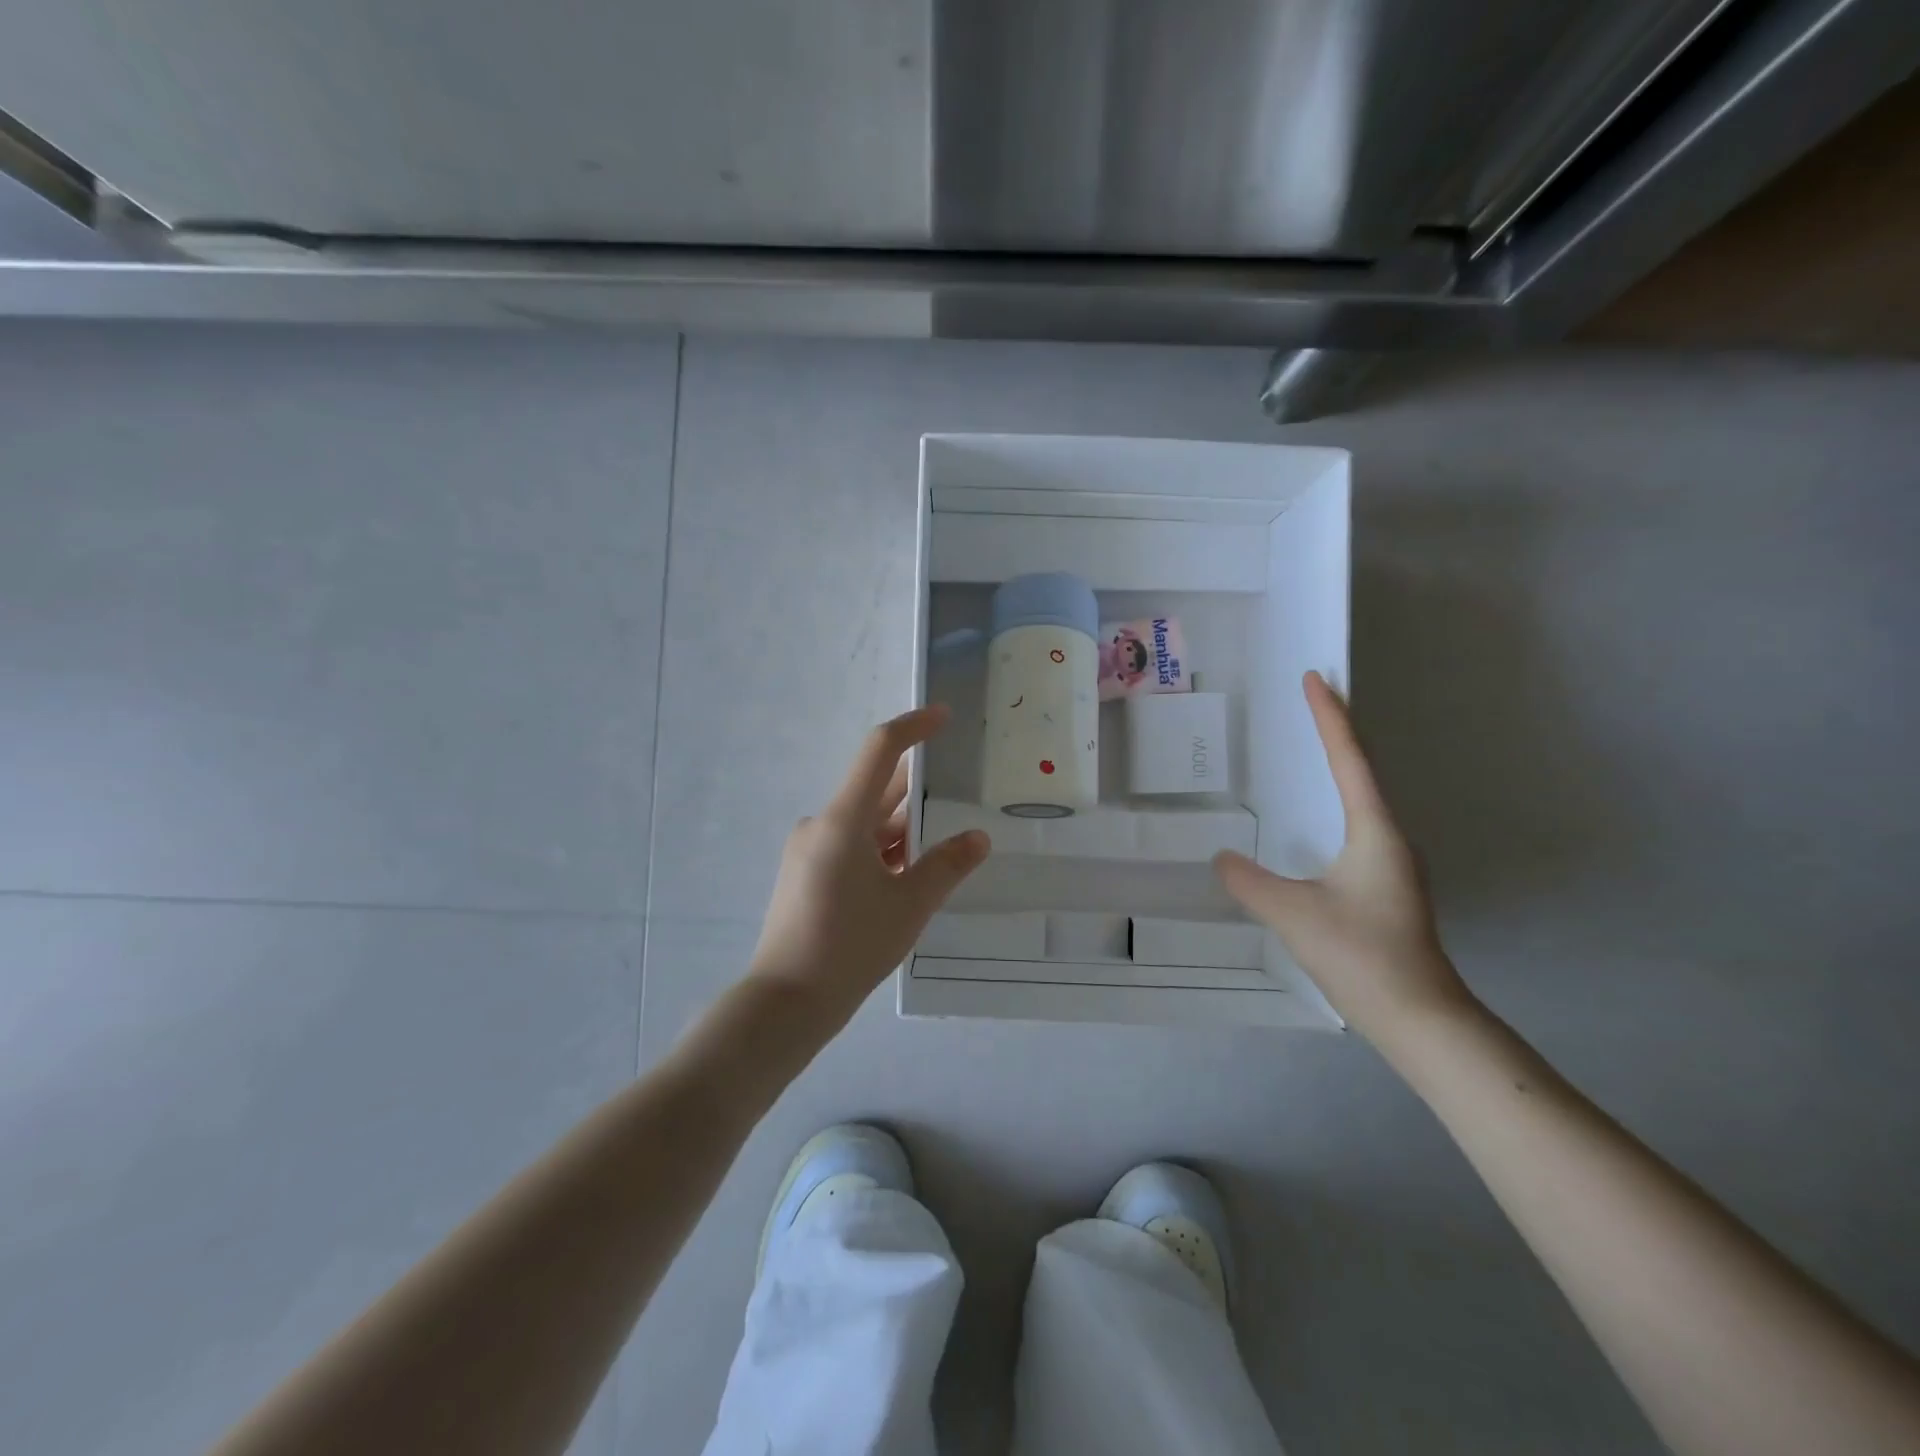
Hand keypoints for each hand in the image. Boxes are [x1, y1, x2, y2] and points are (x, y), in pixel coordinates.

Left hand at [748, 704, 990, 1024]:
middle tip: (960, 791)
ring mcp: (809, 851)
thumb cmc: (851, 946)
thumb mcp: (910, 905)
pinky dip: (882, 852)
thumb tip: (978, 838)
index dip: (913, 727)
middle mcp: (822, 825)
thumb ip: (947, 866)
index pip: (880, 751)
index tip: (944, 717)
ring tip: (944, 841)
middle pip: (875, 791)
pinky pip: (851, 848)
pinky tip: (908, 876)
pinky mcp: (805, 875)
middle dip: (917, 792)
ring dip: (901, 830)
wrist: (786, 1002)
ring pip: (865, 825)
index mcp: (843, 819)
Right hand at [1214, 672, 1475, 1053]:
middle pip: (1363, 770)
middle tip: (1313, 698)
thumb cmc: (1362, 955)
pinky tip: (1320, 817)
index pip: (1349, 760)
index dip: (1330, 718)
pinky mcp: (1385, 886)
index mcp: (1374, 831)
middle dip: (1338, 731)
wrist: (1420, 1018)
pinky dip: (1338, 800)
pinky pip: (1358, 825)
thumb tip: (1222, 858)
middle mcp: (1389, 838)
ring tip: (1315, 743)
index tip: (1315, 679)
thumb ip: (1250, 881)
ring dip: (1341, 765)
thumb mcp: (1294, 914)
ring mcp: (1391, 864)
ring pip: (1363, 799)